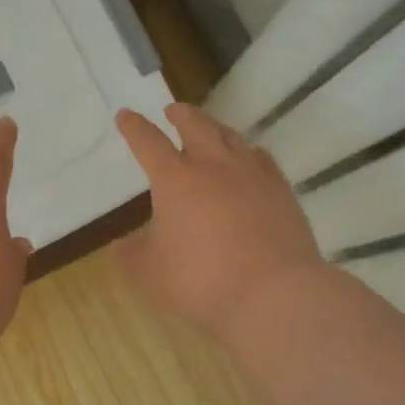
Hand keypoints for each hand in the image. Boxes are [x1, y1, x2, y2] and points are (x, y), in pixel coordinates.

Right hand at [113, 103, 329, 331]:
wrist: (273, 294)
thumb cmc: (201, 280)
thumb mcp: (148, 273)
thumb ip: (131, 254)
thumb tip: (122, 243)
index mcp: (176, 179)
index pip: (149, 142)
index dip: (134, 127)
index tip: (125, 115)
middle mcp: (214, 166)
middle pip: (196, 126)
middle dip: (181, 115)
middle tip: (173, 110)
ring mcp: (253, 176)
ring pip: (232, 137)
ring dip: (215, 127)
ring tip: (210, 127)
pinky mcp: (282, 192)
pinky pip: (263, 159)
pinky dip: (249, 152)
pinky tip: (251, 158)